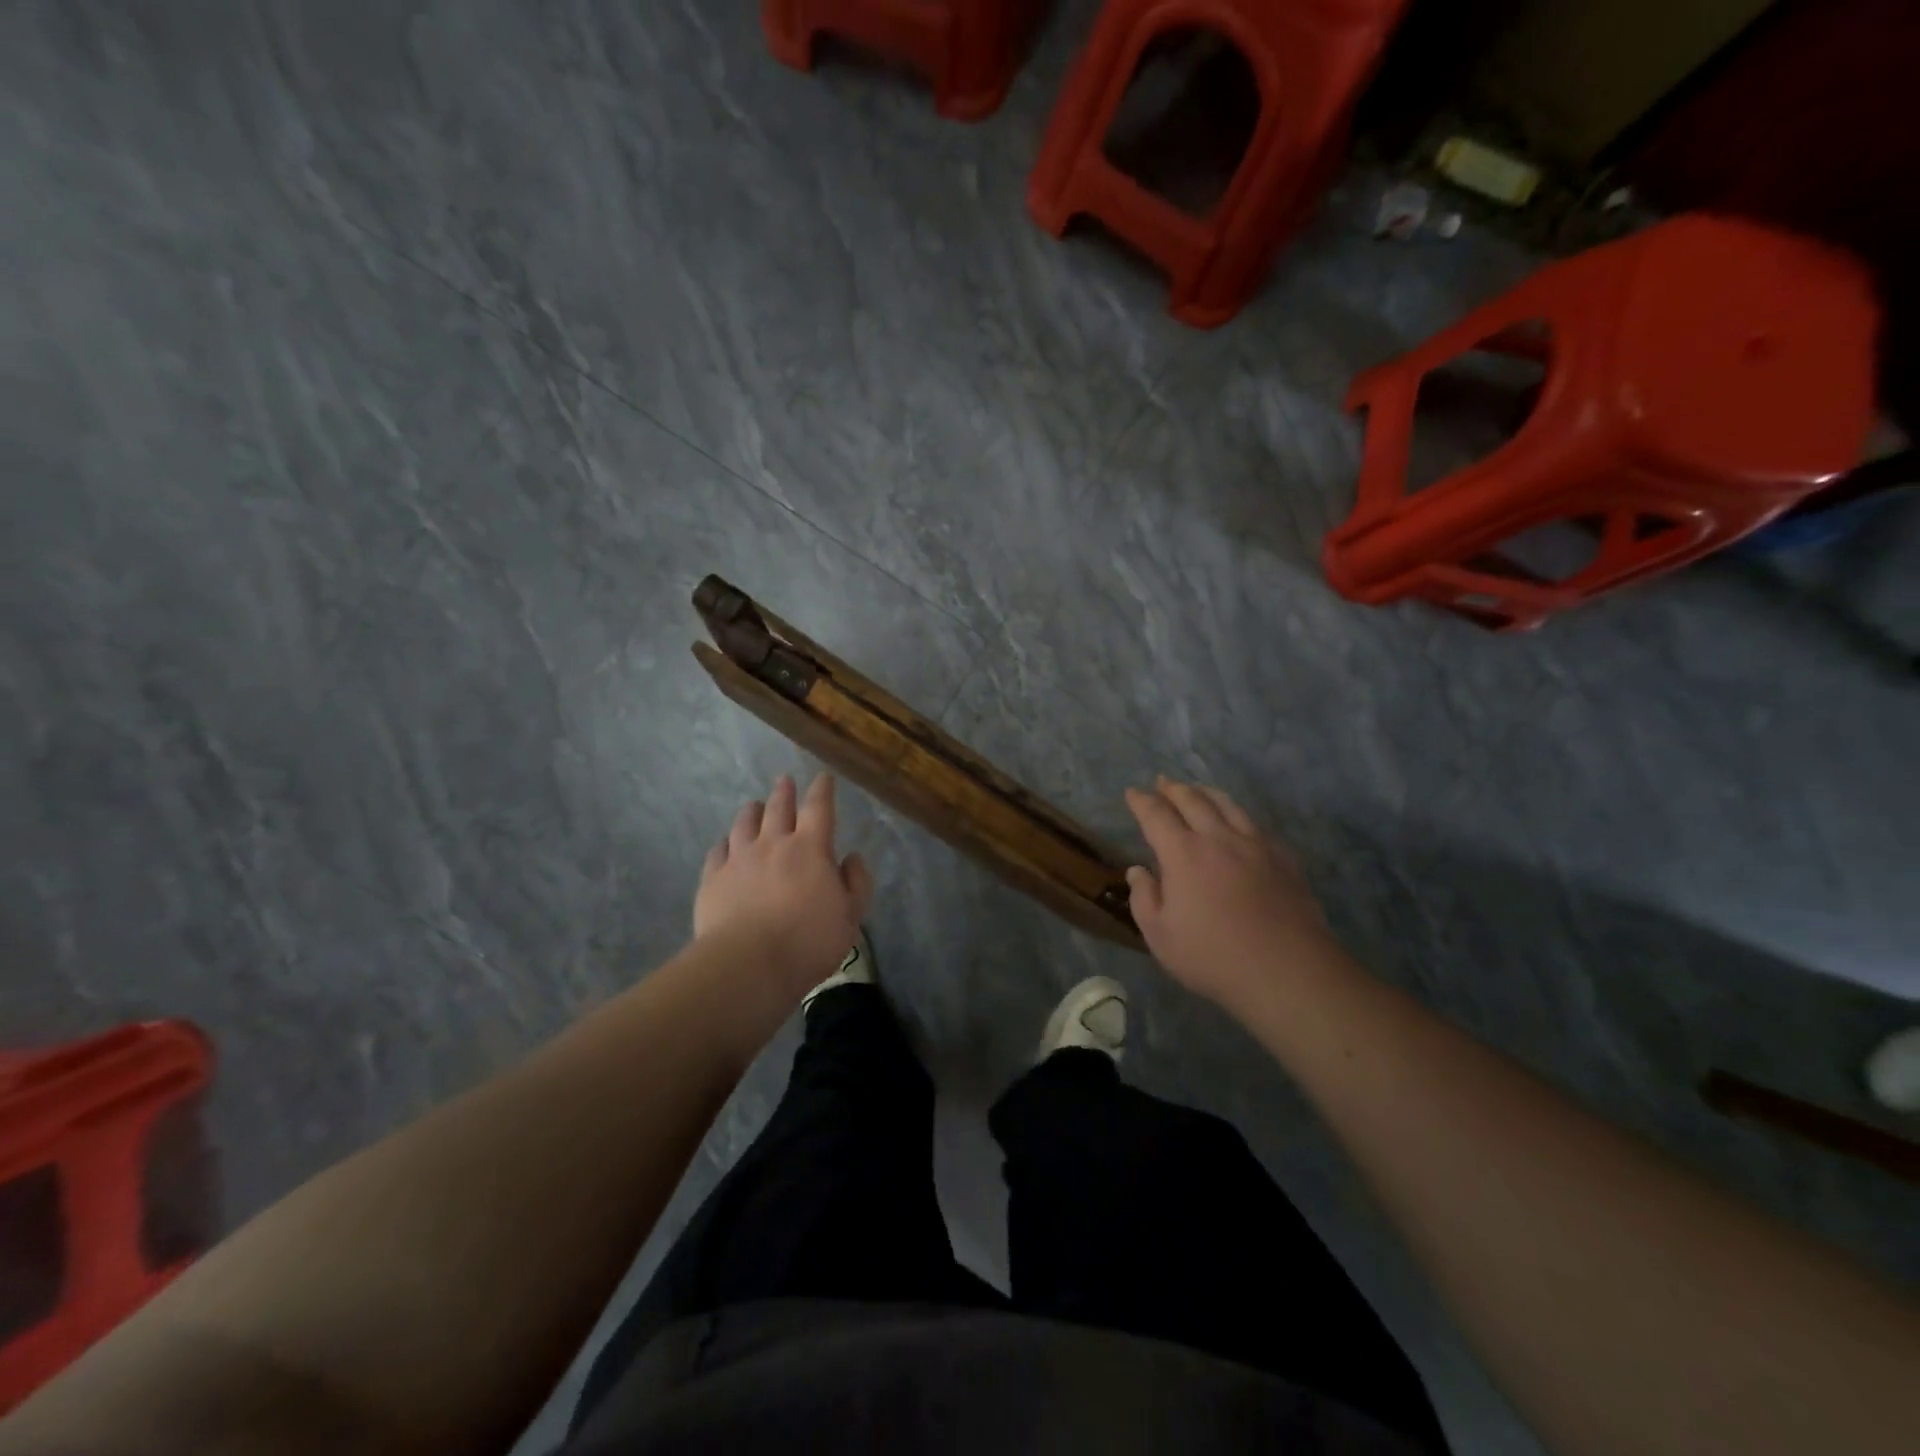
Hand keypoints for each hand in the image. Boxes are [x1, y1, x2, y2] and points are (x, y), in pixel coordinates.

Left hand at [694, 773, 873, 1000]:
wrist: (748, 964)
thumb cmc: (808, 941)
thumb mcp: (850, 917)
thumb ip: (856, 883)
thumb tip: (852, 858)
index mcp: (811, 848)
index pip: (819, 807)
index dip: (822, 789)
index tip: (823, 777)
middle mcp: (773, 844)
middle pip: (778, 807)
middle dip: (784, 792)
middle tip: (784, 780)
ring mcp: (739, 859)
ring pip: (744, 824)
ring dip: (752, 811)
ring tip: (754, 806)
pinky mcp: (713, 879)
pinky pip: (718, 851)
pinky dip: (725, 843)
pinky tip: (725, 845)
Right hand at [1125, 777, 1344, 1015]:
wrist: (1286, 970)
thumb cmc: (1212, 956)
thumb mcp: (1160, 935)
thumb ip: (1144, 898)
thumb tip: (1138, 870)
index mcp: (1183, 853)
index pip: (1156, 815)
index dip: (1142, 801)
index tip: (1132, 793)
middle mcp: (1218, 838)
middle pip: (1193, 801)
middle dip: (1173, 789)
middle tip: (1162, 782)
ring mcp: (1255, 846)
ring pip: (1228, 806)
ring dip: (1207, 793)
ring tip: (1198, 789)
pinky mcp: (1283, 859)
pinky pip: (1257, 825)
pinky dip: (1239, 815)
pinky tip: (1240, 822)